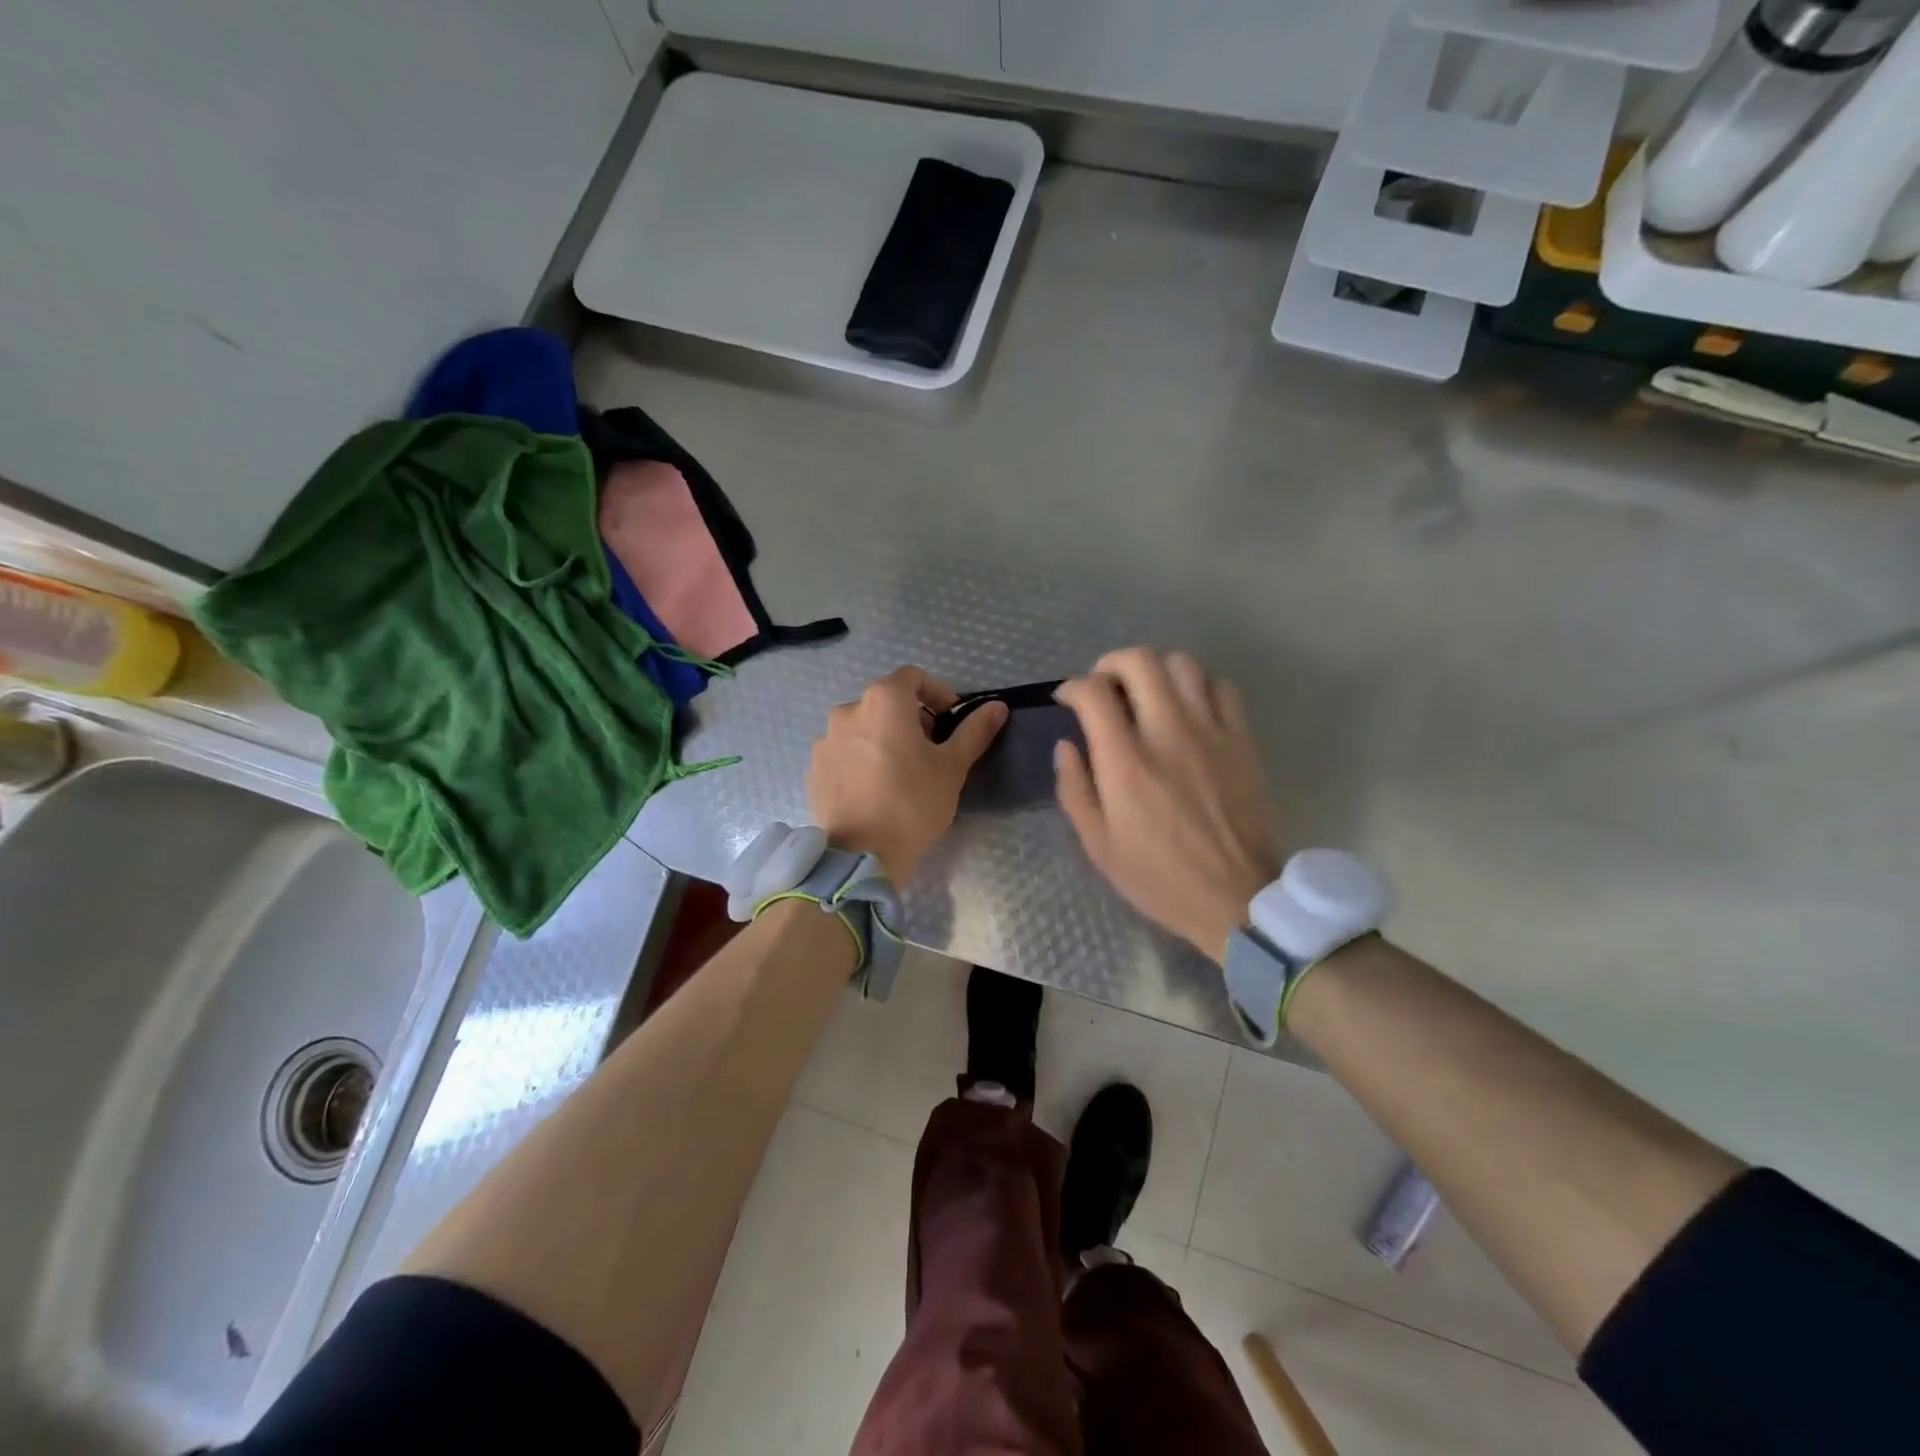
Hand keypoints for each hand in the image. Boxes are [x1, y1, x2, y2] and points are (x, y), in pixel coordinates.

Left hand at [807, 666, 1007, 884]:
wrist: (861, 854)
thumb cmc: (913, 802)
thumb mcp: (952, 766)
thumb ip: (974, 731)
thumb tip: (997, 706)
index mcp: (883, 701)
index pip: (913, 677)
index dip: (937, 693)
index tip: (950, 721)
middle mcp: (848, 710)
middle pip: (885, 702)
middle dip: (910, 719)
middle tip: (929, 751)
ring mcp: (825, 741)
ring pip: (862, 728)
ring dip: (882, 739)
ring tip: (899, 773)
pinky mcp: (813, 769)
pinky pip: (842, 753)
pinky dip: (860, 760)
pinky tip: (873, 789)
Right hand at [1055, 649, 1279, 963]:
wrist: (1235, 899)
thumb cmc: (1158, 878)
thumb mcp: (1098, 844)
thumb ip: (1074, 788)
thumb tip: (1067, 745)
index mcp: (1126, 763)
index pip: (1093, 693)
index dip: (1072, 687)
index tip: (1067, 700)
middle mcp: (1167, 734)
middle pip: (1139, 661)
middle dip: (1111, 664)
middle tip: (1104, 686)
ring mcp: (1210, 732)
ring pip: (1182, 664)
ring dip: (1155, 669)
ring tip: (1145, 692)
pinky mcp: (1242, 740)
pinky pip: (1222, 687)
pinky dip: (1199, 685)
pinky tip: (1189, 706)